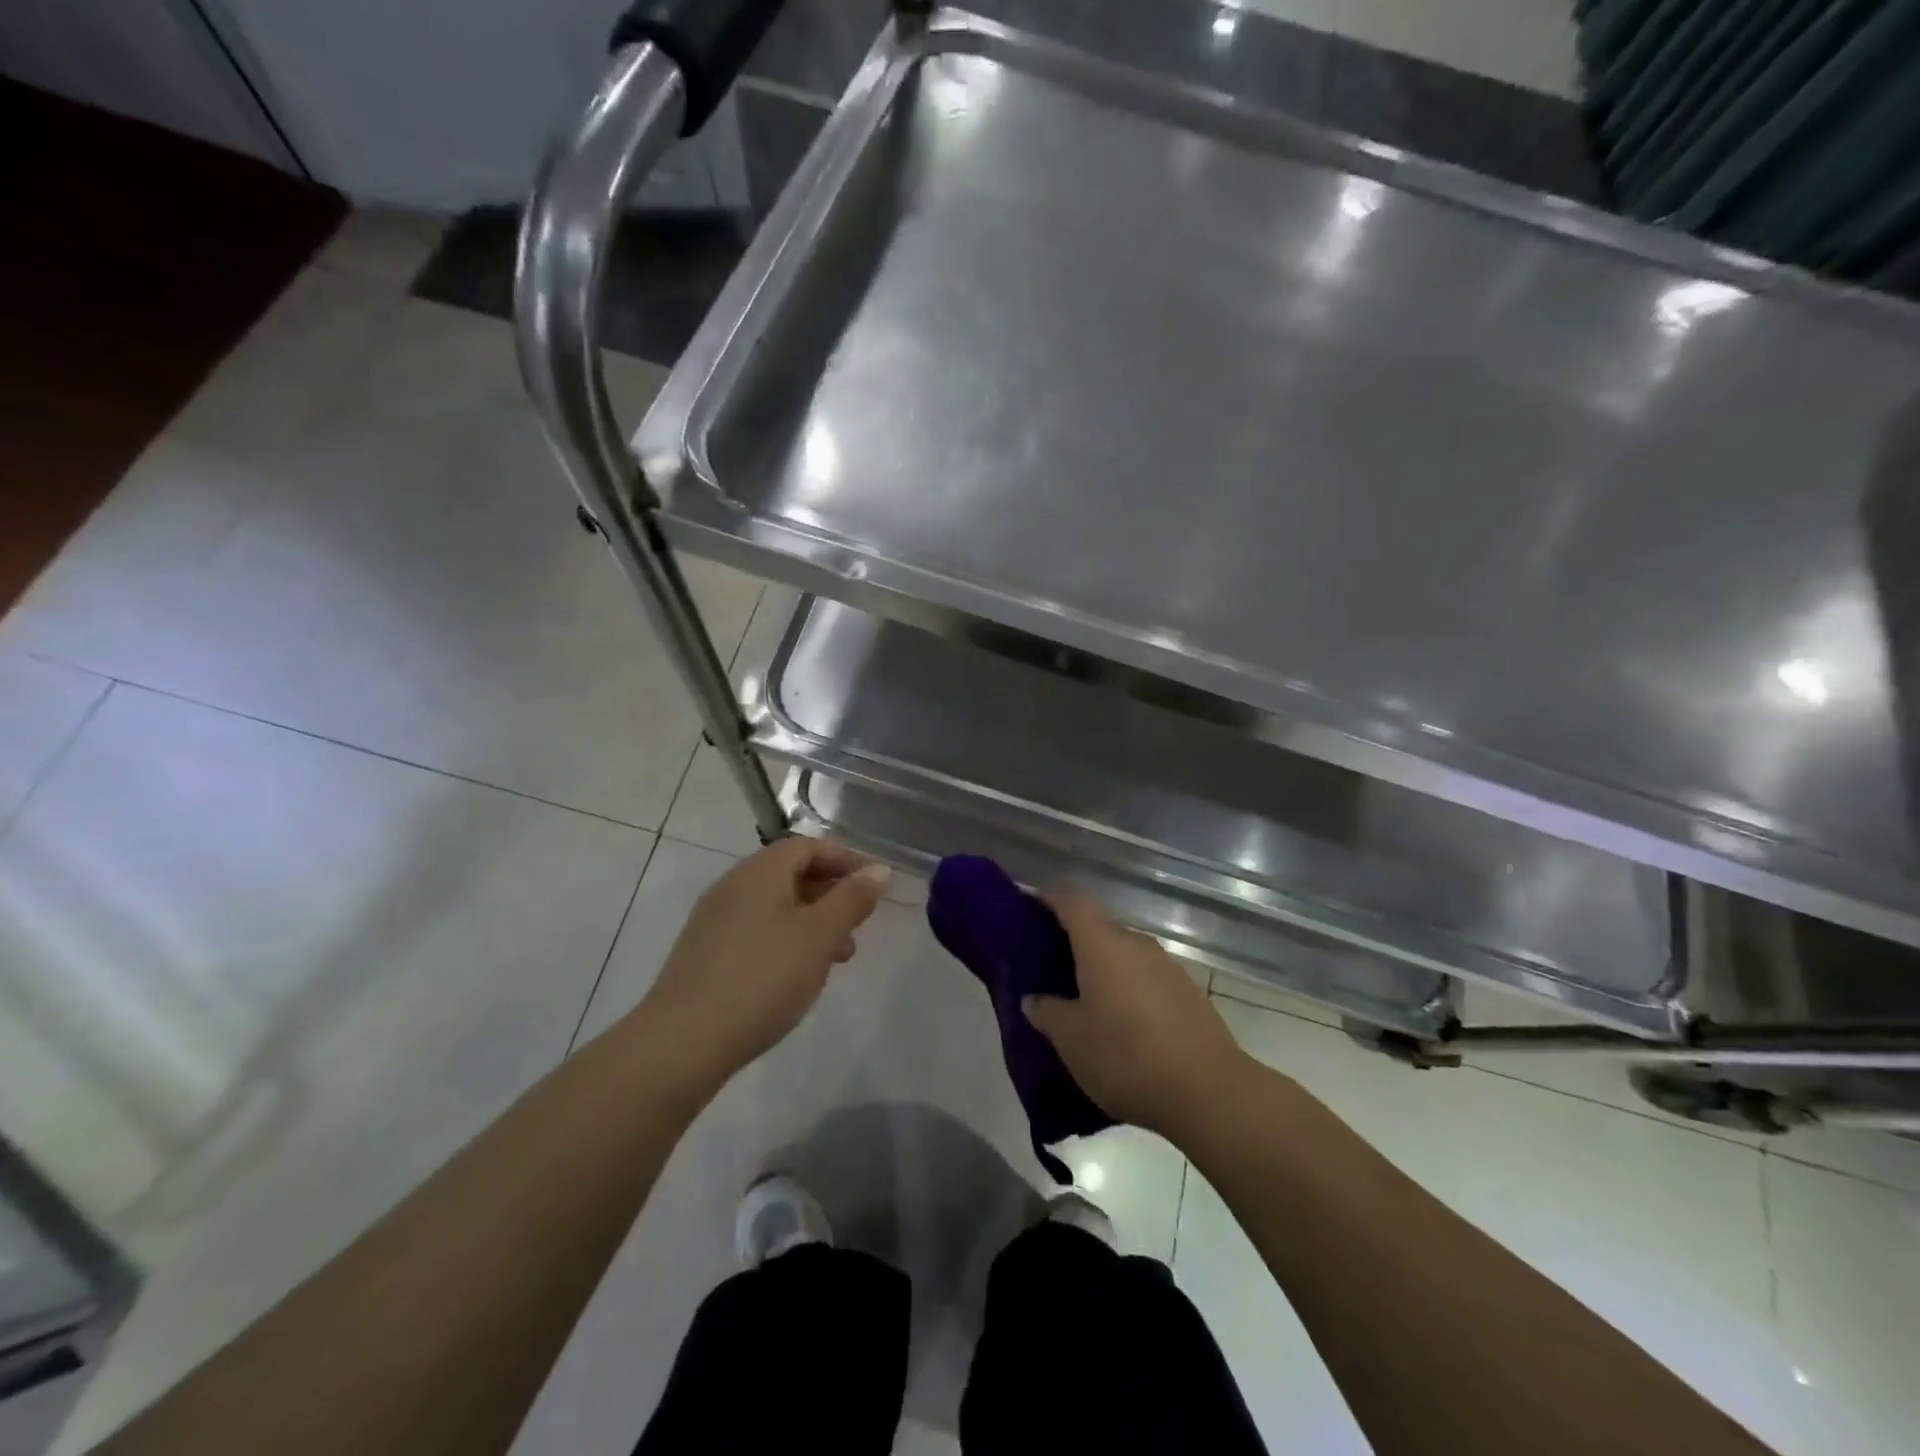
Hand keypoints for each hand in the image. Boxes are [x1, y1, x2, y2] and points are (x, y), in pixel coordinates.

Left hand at [632, 838, 889, 1094]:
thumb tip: (878, 869)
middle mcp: (734, 885)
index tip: (874, 886)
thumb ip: (852, 899)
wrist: (682, 1042)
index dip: (845, 860)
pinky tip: (797, 977)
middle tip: (859, 924)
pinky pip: (757, 931)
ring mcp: (715, 920)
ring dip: (812, 922)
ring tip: (837, 959)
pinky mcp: (706, 953)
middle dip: (831, 894)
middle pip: (791, 874)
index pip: (808, 846)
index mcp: (760, 871)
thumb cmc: (761, 978)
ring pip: (776, 906)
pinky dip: (786, 941)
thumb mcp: (819, 936)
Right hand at [1022, 890, 1249, 1143]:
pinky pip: (1146, 977)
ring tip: (1083, 997)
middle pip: (1099, 927)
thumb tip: (1032, 999)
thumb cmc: (1125, 1056)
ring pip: (1124, 954)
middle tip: (1049, 965)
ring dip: (1103, 967)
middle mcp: (1135, 944)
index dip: (1049, 898)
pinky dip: (1127, 987)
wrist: (1208, 1091)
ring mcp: (1167, 967)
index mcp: (1102, 945)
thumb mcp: (1071, 1039)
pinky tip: (1120, 1021)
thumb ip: (1047, 1012)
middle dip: (1073, 940)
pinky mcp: (1187, 993)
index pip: (1072, 901)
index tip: (1029, 906)